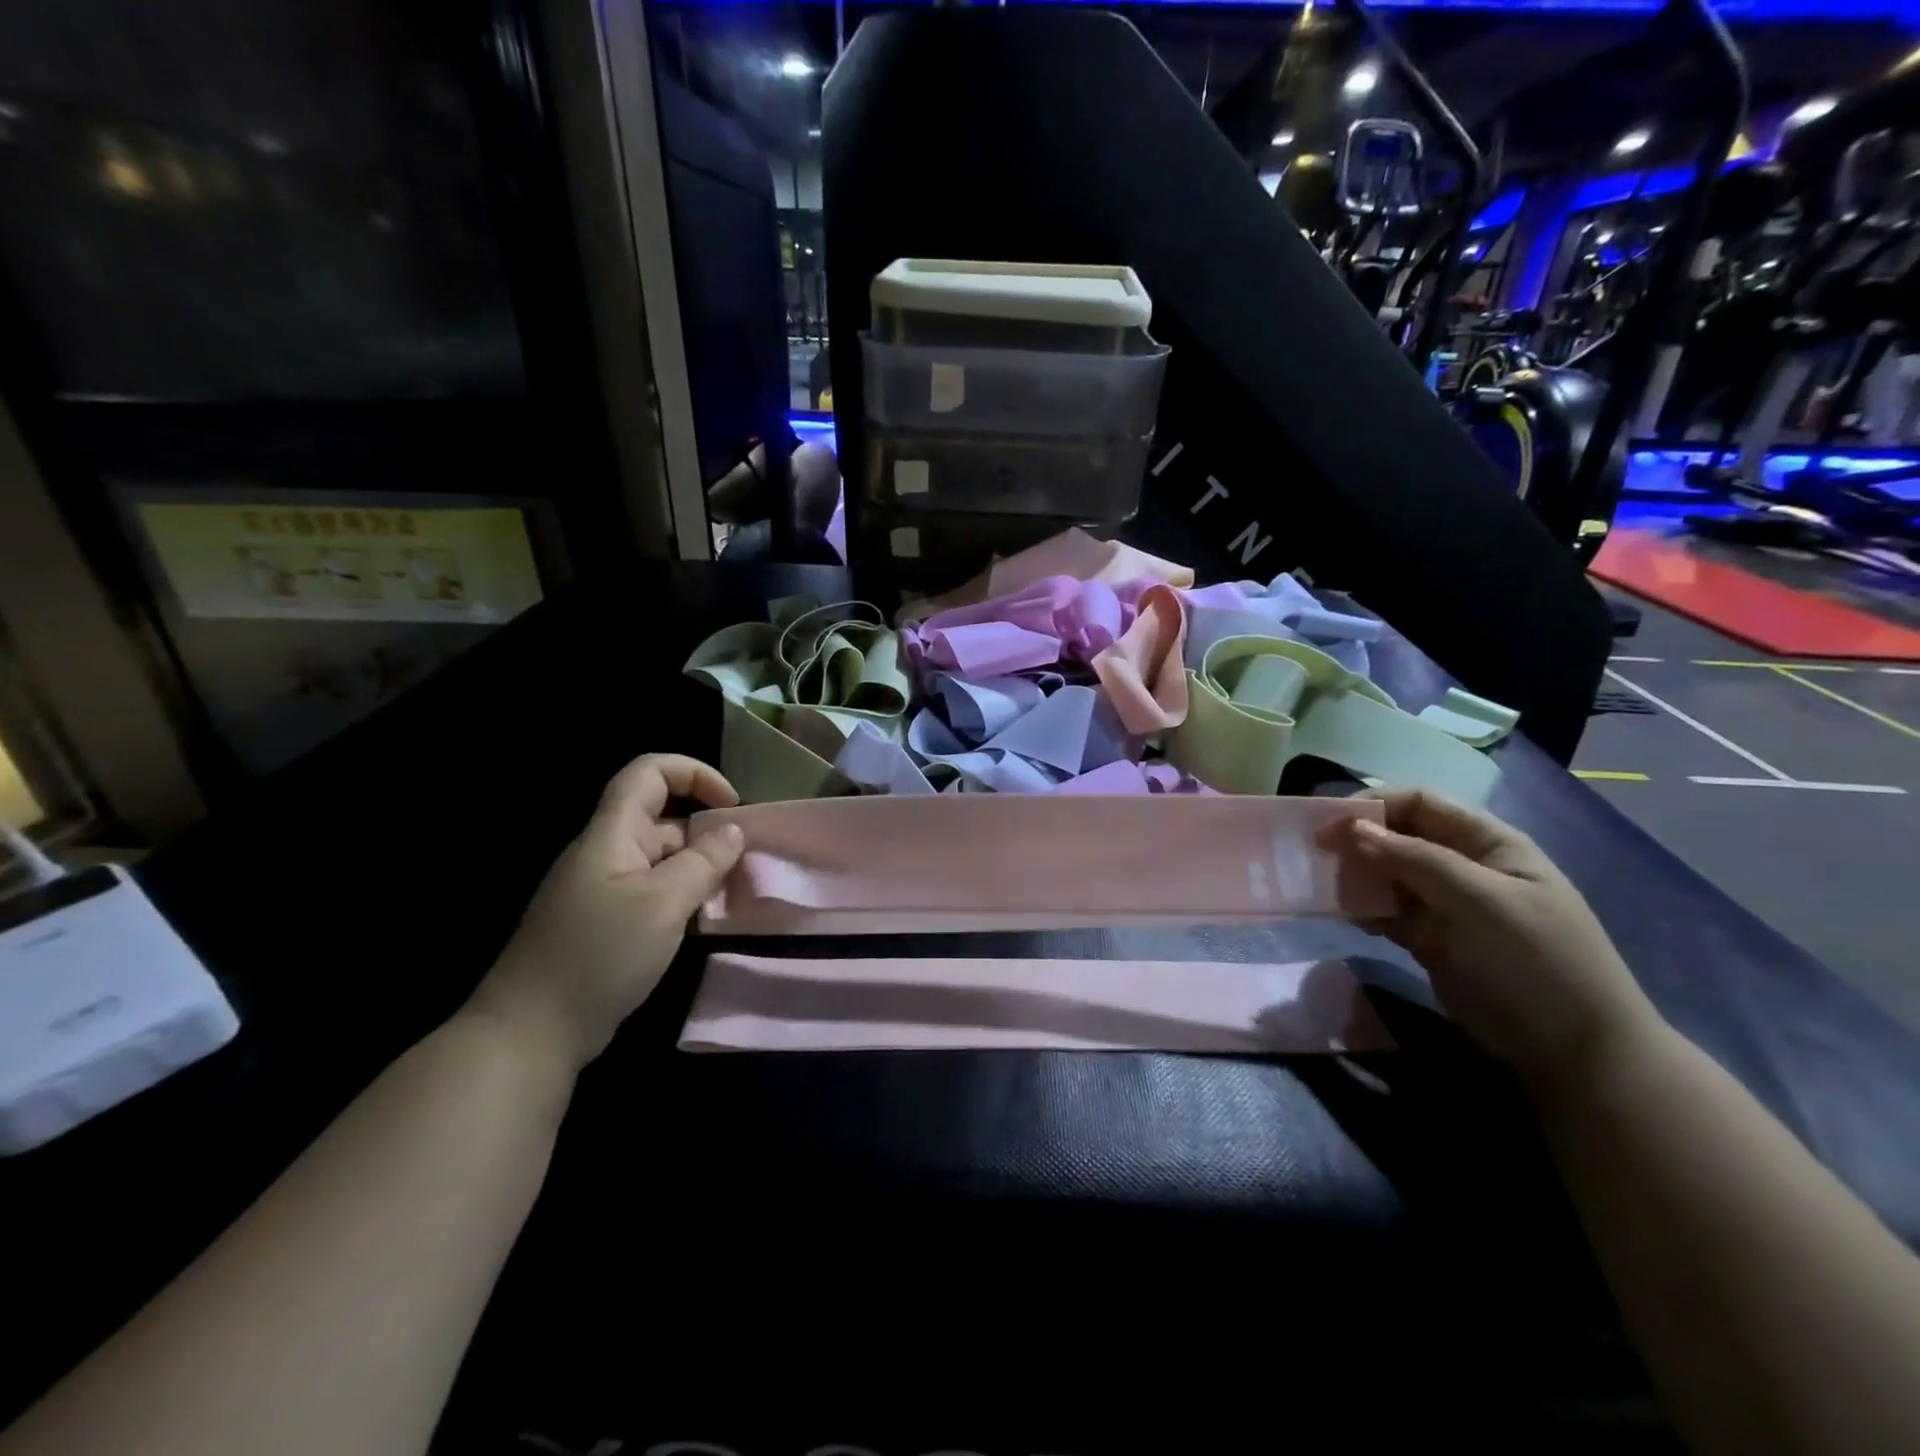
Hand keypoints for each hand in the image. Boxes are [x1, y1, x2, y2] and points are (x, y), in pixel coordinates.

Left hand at [469, 754, 744, 1072]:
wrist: (531, 1031)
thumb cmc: (599, 955)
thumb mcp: (663, 904)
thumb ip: (704, 862)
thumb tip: (734, 830)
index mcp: (612, 834)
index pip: (649, 772)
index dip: (694, 773)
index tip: (731, 805)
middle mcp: (607, 853)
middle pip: (662, 816)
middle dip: (707, 828)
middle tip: (744, 860)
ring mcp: (605, 889)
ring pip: (662, 858)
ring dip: (700, 866)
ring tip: (733, 893)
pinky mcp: (607, 922)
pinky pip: (654, 891)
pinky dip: (684, 896)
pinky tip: (704, 921)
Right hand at [1318, 790, 1663, 1090]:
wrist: (1574, 1051)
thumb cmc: (1535, 960)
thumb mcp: (1481, 900)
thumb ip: (1415, 859)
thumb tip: (1351, 828)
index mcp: (1487, 844)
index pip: (1420, 803)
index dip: (1374, 804)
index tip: (1329, 822)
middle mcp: (1463, 867)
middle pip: (1398, 837)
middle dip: (1357, 840)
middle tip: (1314, 855)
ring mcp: (1446, 905)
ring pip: (1386, 875)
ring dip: (1355, 876)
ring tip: (1324, 888)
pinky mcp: (1430, 940)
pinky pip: (1386, 912)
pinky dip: (1363, 910)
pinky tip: (1346, 917)